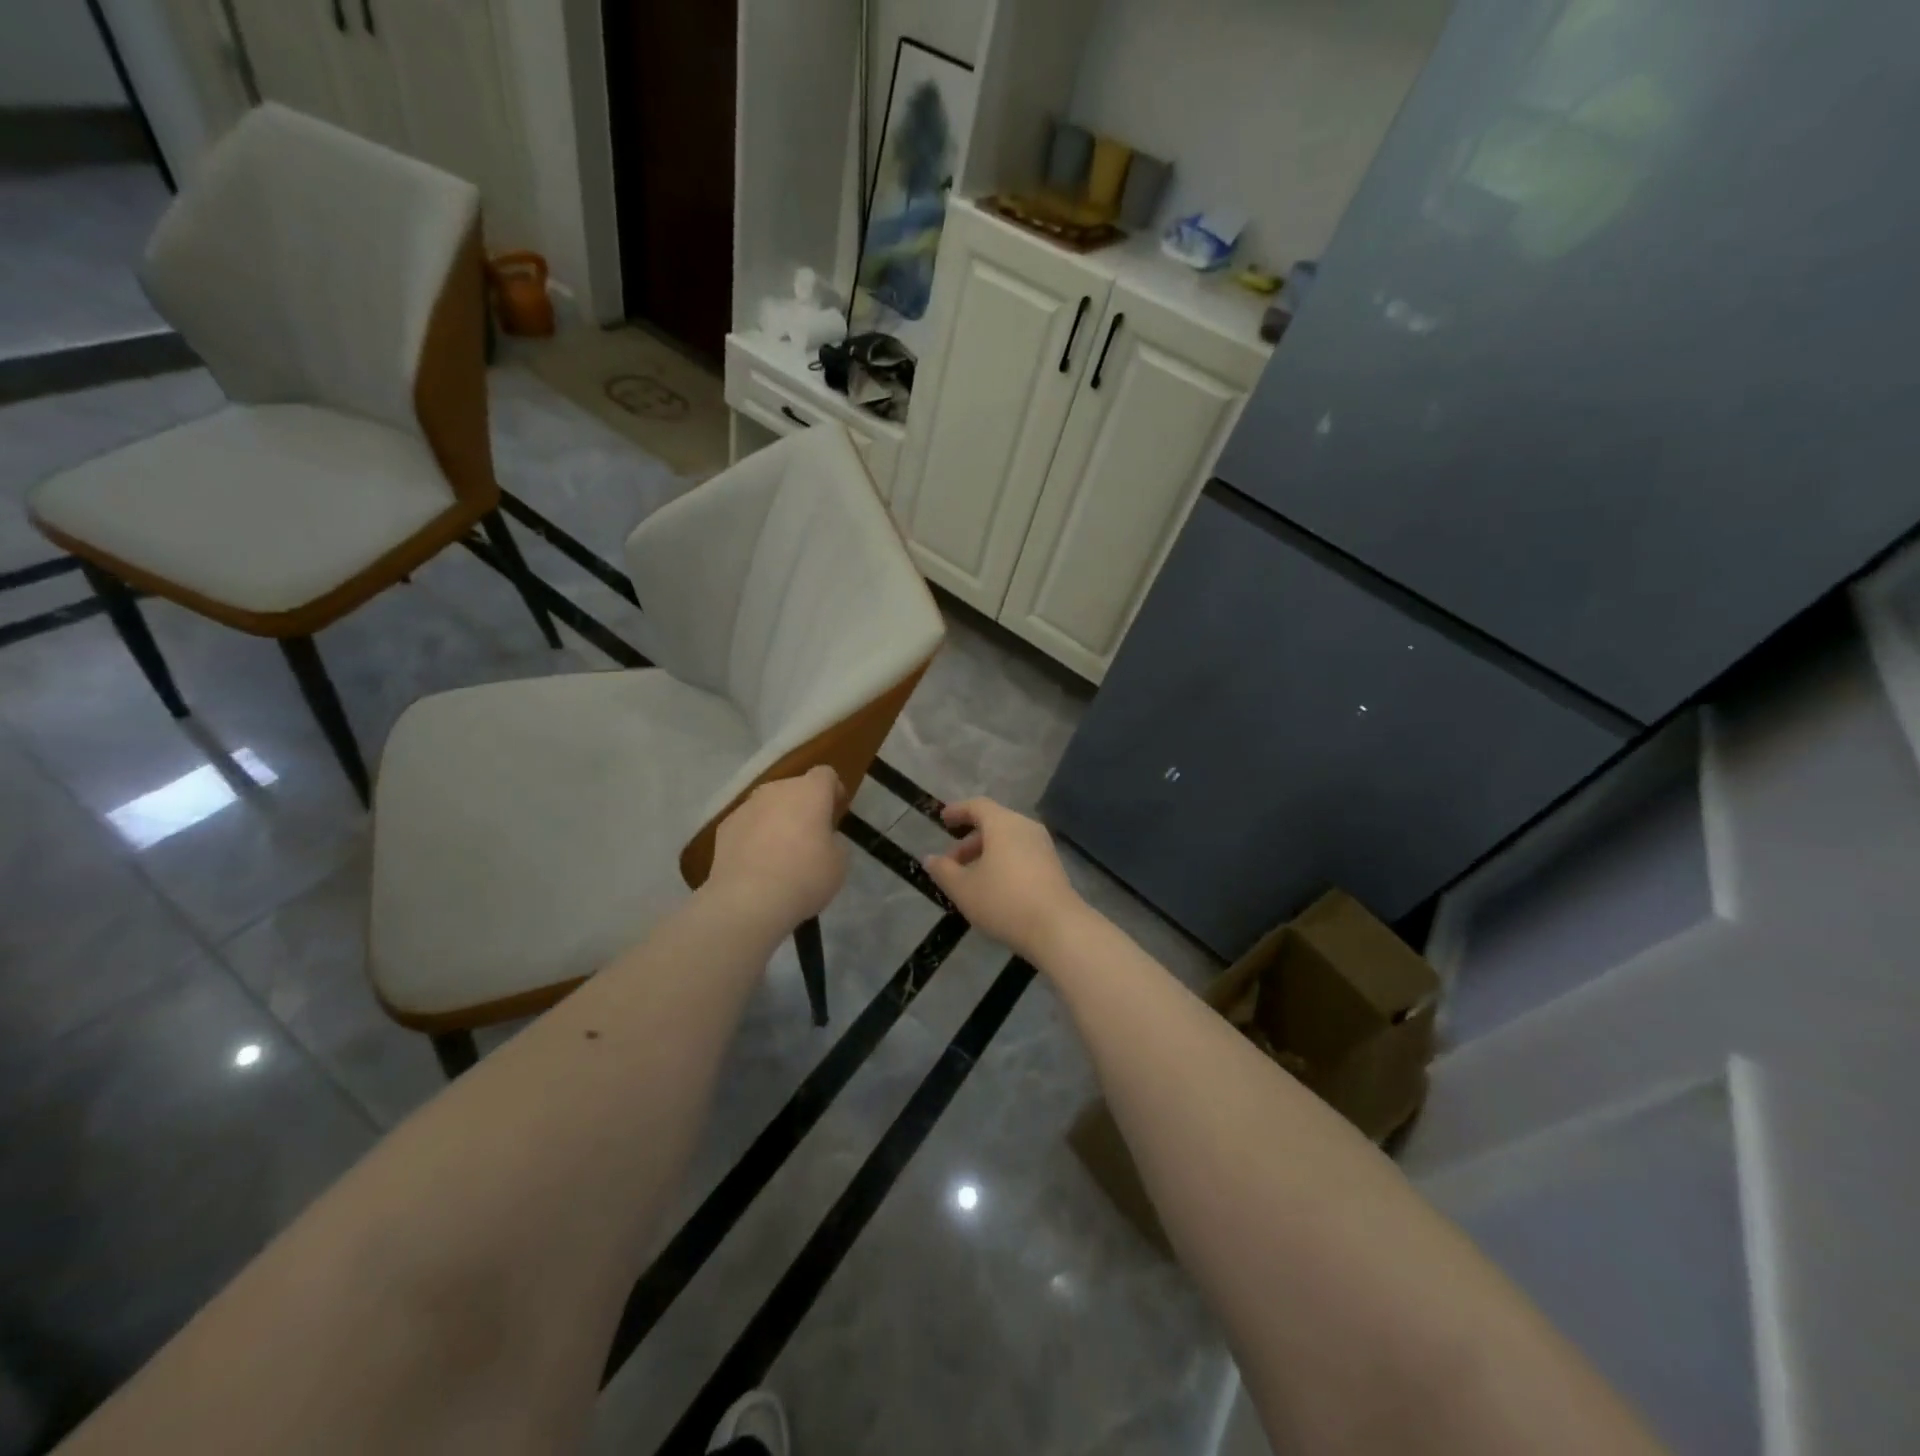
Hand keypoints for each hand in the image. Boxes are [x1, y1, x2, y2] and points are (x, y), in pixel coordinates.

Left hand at [708, 766, 848, 930]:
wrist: (748, 900)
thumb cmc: (804, 876)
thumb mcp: (839, 862)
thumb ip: (834, 841)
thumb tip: (823, 838)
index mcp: (810, 791)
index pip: (825, 775)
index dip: (833, 790)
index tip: (836, 811)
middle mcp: (777, 790)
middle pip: (795, 788)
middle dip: (803, 806)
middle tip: (810, 835)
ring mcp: (747, 806)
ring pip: (768, 805)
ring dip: (777, 819)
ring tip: (780, 852)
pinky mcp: (725, 826)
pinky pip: (748, 824)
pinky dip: (754, 836)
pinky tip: (757, 862)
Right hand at [923, 799, 1087, 960]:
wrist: (1058, 928)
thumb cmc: (1004, 901)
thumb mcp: (963, 889)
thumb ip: (944, 871)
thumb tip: (930, 859)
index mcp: (1003, 824)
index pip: (977, 806)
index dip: (958, 811)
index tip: (943, 819)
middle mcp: (1025, 827)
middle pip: (993, 823)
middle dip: (969, 841)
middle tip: (951, 862)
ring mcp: (1043, 846)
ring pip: (1008, 840)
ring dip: (986, 853)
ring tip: (970, 879)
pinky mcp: (1053, 866)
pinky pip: (1021, 853)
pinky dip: (1003, 861)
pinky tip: (994, 887)